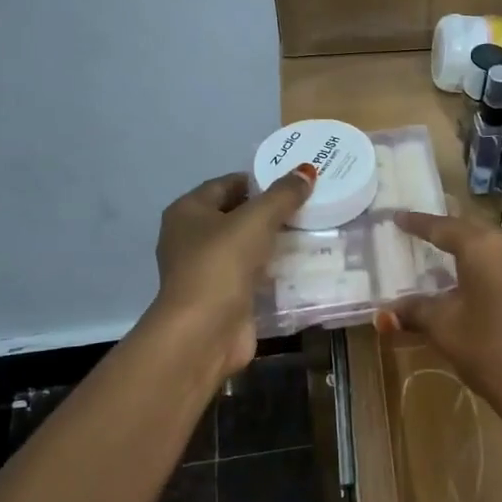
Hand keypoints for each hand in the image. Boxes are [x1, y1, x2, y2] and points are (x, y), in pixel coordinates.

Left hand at [153, 168, 314, 376]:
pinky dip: (273, 268)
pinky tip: (302, 263)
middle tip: (310, 205)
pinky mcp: (223, 296)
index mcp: (188, 212)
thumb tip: (306, 171)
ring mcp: (206, 270)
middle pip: (237, 215)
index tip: (294, 182)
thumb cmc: (222, 264)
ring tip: (313, 230)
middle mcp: (191, 238)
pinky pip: (253, 273)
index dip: (259, 180)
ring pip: (246, 246)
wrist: (205, 331)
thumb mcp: (256, 220)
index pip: (227, 184)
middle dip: (271, 211)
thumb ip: (283, 195)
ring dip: (274, 241)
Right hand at [381, 211, 501, 449]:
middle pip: (467, 232)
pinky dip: (476, 267)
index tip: (395, 217)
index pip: (442, 227)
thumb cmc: (490, 349)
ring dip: (460, 251)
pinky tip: (461, 281)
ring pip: (485, 248)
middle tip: (412, 233)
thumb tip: (385, 312)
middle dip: (440, 234)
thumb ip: (415, 311)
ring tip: (433, 255)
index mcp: (482, 246)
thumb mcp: (445, 328)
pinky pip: (498, 264)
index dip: (417, 223)